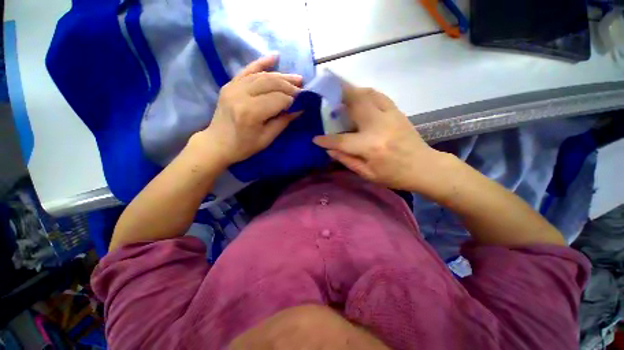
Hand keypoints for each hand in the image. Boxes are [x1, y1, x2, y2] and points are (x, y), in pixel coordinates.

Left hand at [190, 55, 301, 168]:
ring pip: (263, 76)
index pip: (279, 99)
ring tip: (296, 78)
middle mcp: (241, 95)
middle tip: (302, 89)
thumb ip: (284, 121)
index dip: (293, 100)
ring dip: (282, 76)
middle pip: (272, 83)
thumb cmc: (244, 146)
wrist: (217, 143)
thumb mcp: (267, 138)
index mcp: (251, 112)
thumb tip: (299, 108)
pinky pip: (248, 70)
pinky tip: (274, 57)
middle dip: (290, 86)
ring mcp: (233, 87)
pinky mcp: (230, 84)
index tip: (304, 101)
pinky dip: (262, 63)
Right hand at [313, 85, 450, 192]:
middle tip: (326, 93)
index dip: (326, 140)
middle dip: (338, 96)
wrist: (424, 167)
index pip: (341, 140)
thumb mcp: (368, 174)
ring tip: (340, 93)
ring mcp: (389, 116)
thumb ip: (347, 160)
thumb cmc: (394, 175)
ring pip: (367, 94)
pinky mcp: (397, 112)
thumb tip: (329, 150)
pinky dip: (366, 93)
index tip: (315, 138)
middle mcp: (378, 126)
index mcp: (370, 146)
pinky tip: (360, 97)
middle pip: (355, 103)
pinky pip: (379, 96)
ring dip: (352, 91)